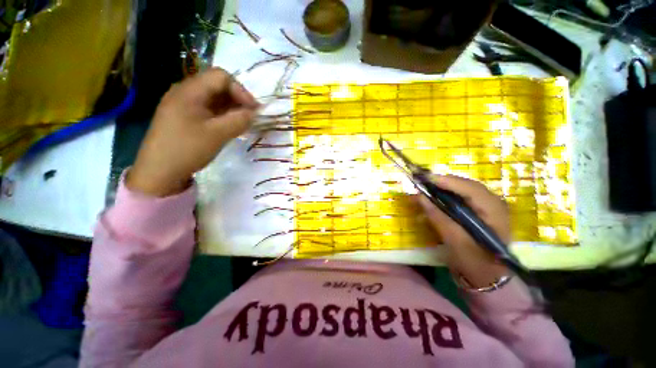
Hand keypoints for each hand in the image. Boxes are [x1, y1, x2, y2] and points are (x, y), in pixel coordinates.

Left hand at [127, 68, 258, 196]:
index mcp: (189, 90)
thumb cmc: (187, 149)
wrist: (159, 171)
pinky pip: (207, 109)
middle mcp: (185, 92)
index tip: (254, 110)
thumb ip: (239, 120)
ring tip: (243, 123)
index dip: (241, 91)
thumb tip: (254, 113)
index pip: (221, 77)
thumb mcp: (218, 134)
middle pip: (217, 86)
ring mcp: (183, 104)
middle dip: (238, 100)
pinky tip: (229, 126)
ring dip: (231, 108)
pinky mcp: (184, 116)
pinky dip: (222, 115)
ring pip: (213, 98)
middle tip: (251, 117)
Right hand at [417, 175, 511, 287]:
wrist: (488, 278)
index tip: (425, 178)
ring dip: (443, 189)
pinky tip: (434, 198)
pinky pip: (461, 199)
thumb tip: (420, 197)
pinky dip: (445, 197)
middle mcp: (493, 204)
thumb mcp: (455, 241)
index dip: (447, 181)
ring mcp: (487, 208)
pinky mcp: (479, 213)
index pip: (470, 189)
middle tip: (422, 182)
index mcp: (494, 211)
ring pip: (462, 191)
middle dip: (443, 183)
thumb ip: (438, 216)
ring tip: (424, 188)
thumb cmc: (475, 262)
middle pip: (466, 186)